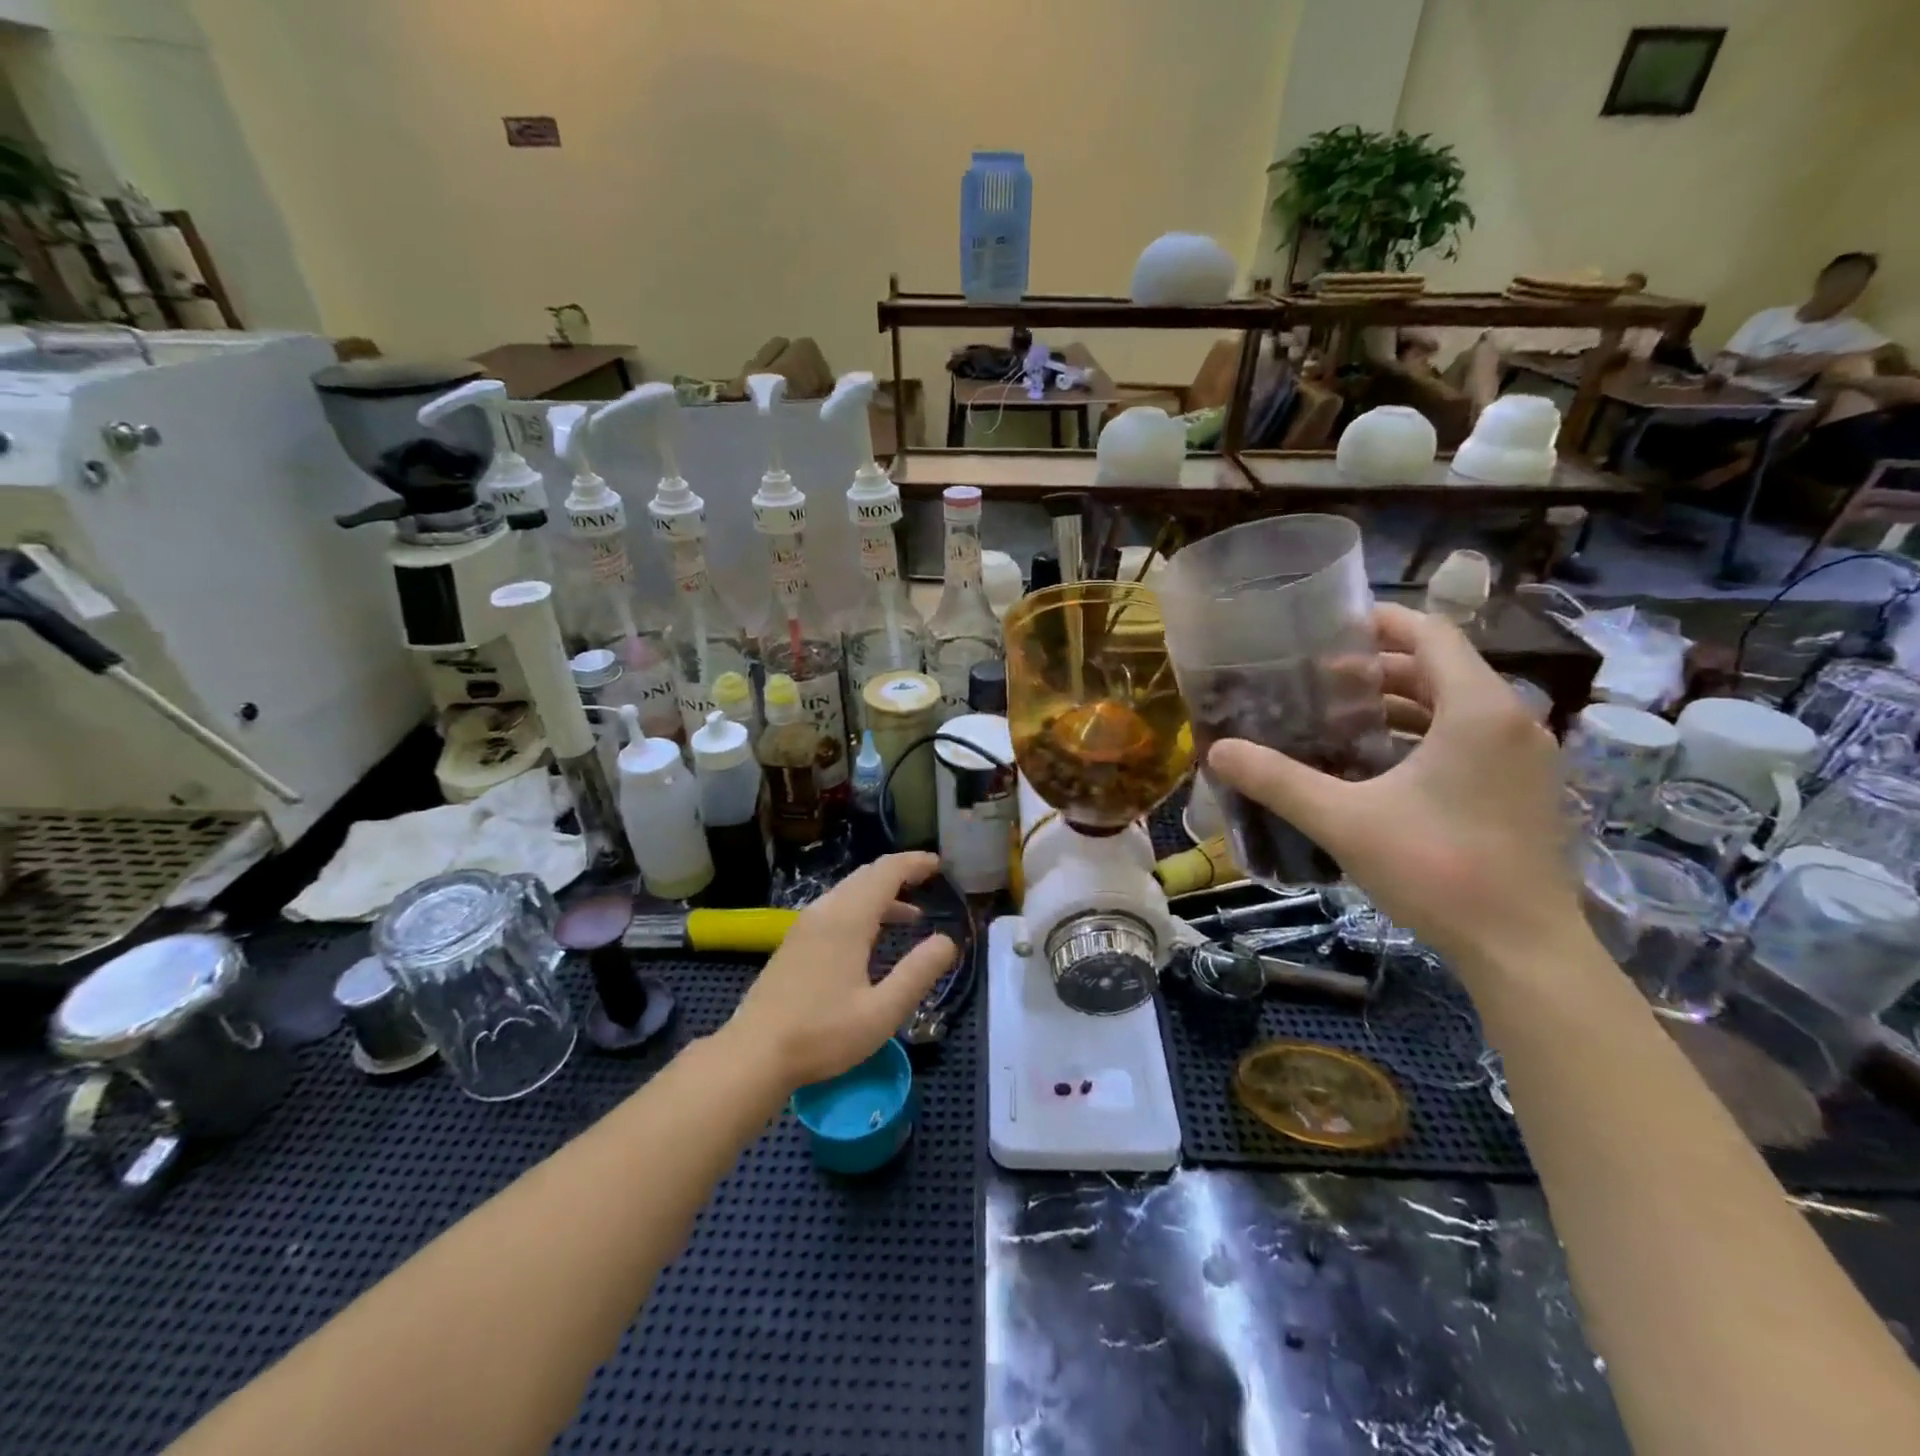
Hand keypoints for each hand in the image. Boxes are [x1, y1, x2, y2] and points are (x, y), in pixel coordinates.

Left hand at [721, 852, 955, 1089]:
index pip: (886, 872)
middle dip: (900, 872)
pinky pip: (835, 907)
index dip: (914, 863)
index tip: (939, 864)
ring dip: (881, 893)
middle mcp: (825, 911)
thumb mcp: (882, 1012)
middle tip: (929, 880)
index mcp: (848, 919)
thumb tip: (947, 941)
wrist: (754, 1054)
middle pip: (866, 875)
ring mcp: (805, 926)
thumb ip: (918, 973)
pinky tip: (872, 937)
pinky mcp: (794, 942)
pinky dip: (862, 908)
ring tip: (911, 913)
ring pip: (849, 891)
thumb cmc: (822, 1034)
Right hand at [1206, 604, 1581, 972]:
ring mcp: (1524, 757)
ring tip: (1338, 716)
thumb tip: (1217, 751)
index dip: (1380, 622)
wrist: (1523, 950)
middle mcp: (1511, 720)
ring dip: (1399, 702)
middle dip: (1378, 667)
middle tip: (1317, 679)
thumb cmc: (1437, 869)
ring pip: (1455, 705)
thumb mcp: (1344, 820)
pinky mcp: (1524, 789)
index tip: (1328, 628)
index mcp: (1477, 709)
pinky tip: (1377, 762)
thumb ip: (1278, 781)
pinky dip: (1423, 733)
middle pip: (1441, 668)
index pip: (1431, 633)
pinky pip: (1469, 737)